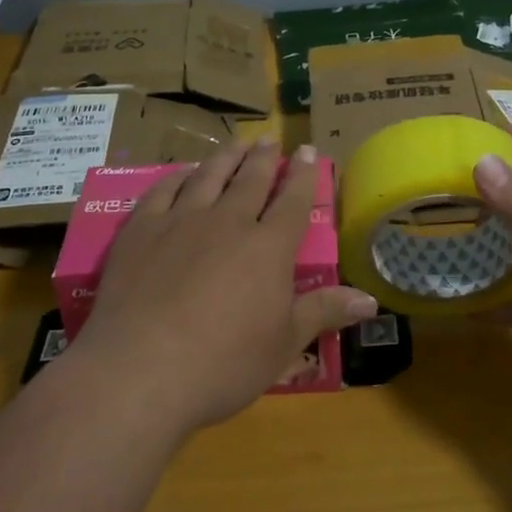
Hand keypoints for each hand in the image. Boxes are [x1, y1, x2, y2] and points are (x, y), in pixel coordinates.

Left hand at [69, 140, 378, 434]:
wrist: (140, 371)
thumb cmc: (223, 364)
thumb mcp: (284, 344)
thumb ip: (324, 312)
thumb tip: (371, 300)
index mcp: (268, 248)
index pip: (293, 201)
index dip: (304, 174)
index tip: (309, 151)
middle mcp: (228, 222)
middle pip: (251, 180)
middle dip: (265, 158)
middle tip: (271, 140)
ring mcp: (181, 221)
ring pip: (209, 176)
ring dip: (226, 157)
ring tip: (236, 143)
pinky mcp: (140, 230)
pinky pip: (162, 191)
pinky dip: (177, 177)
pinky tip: (182, 173)